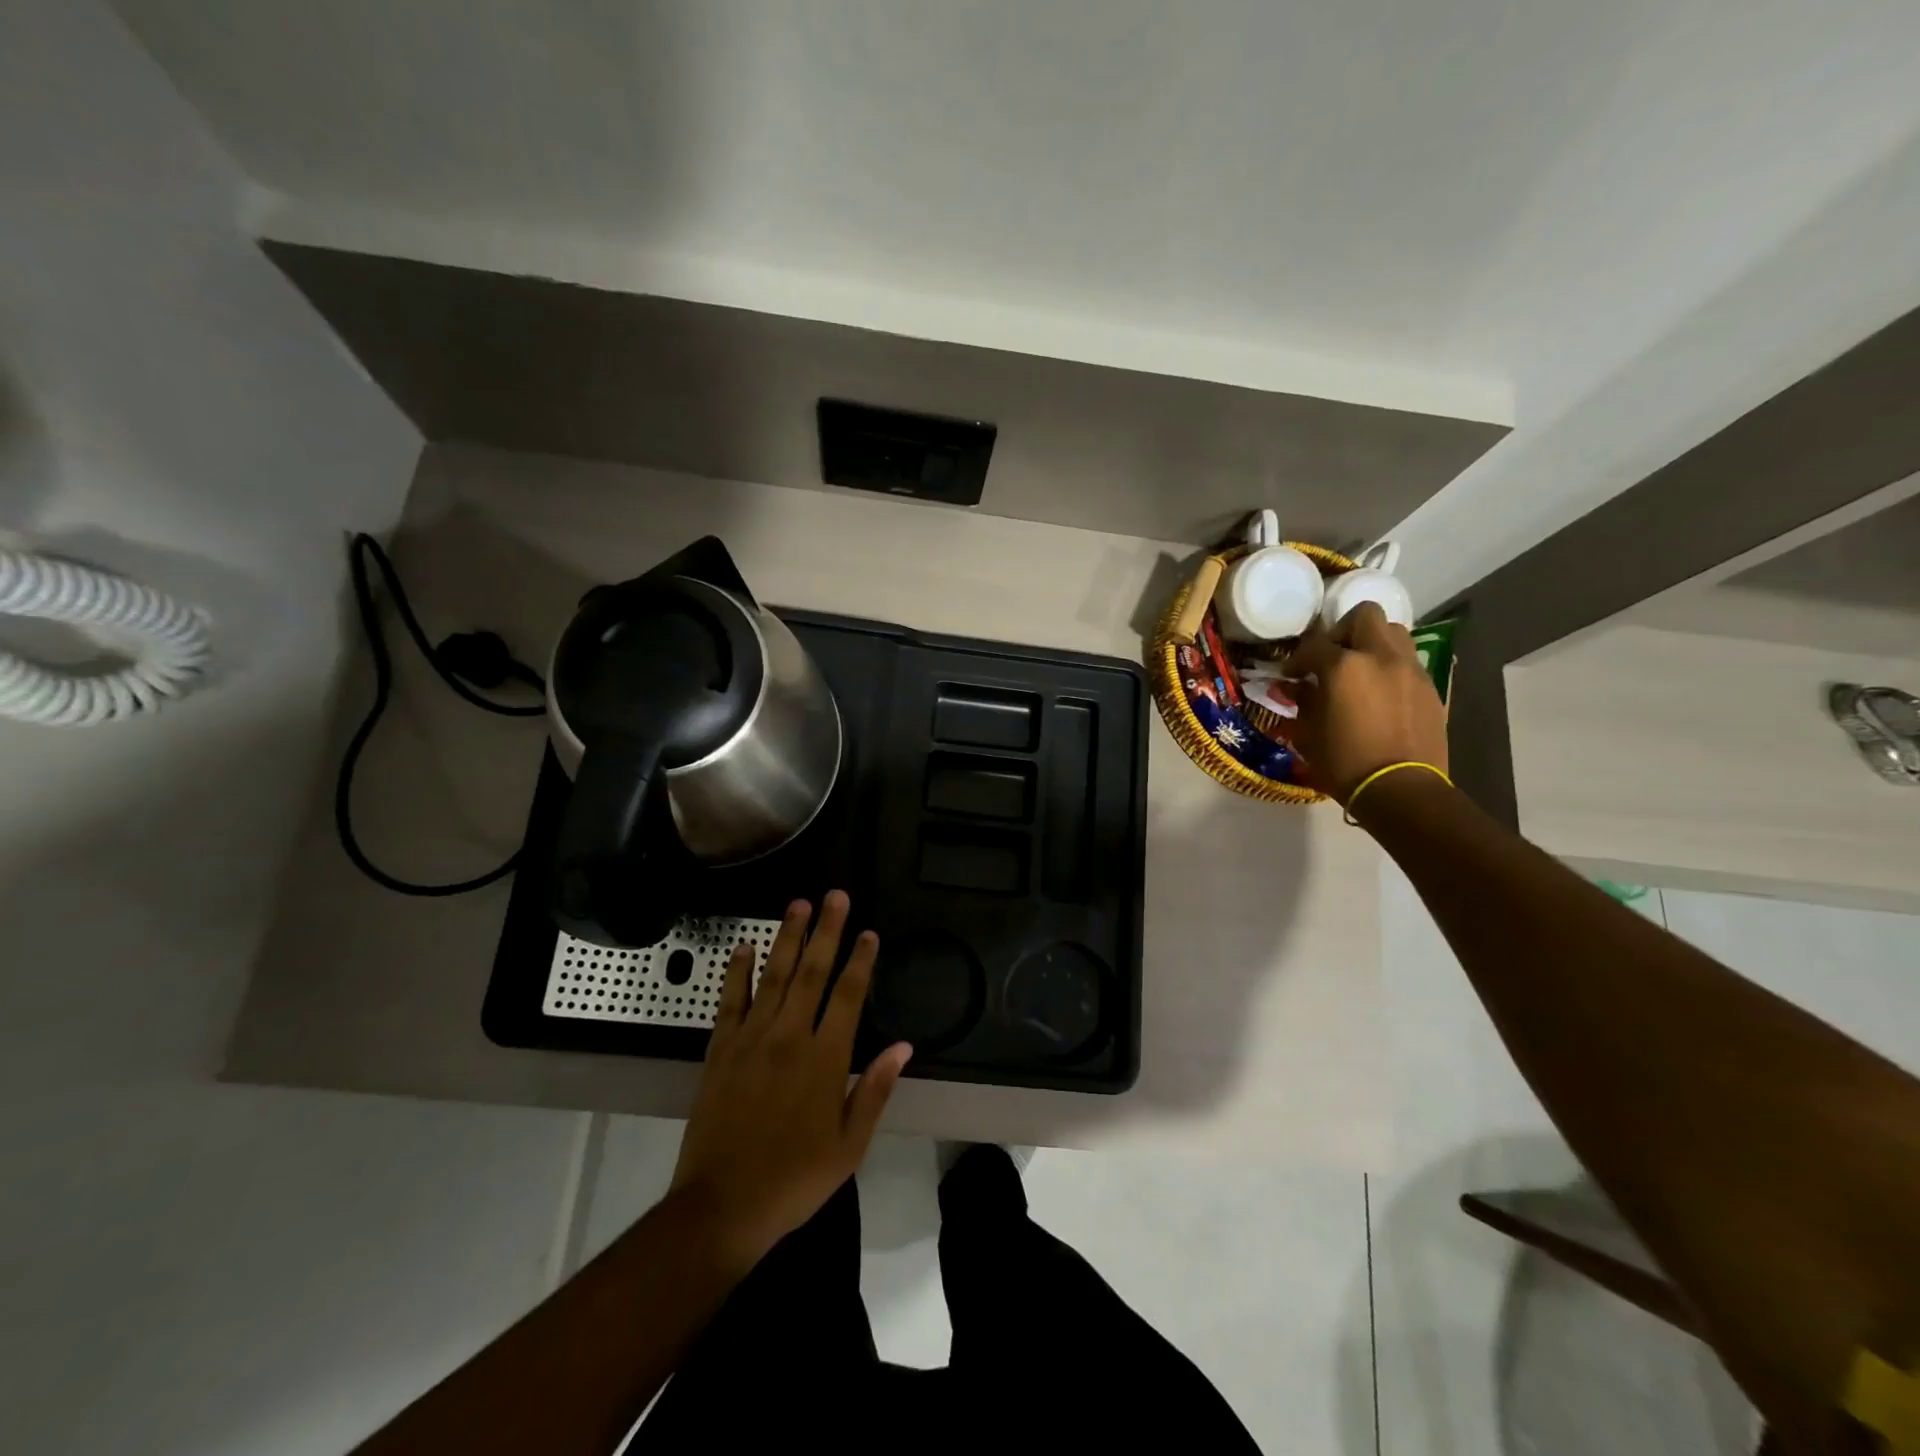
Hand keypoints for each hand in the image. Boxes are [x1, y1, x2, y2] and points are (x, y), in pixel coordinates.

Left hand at [667, 890, 910, 1268]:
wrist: (722, 1206)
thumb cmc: (795, 1179)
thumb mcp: (849, 1145)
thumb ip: (874, 1090)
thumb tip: (903, 1046)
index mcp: (825, 1059)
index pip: (848, 995)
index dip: (860, 960)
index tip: (868, 932)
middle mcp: (790, 1037)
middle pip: (812, 972)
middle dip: (827, 931)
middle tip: (835, 895)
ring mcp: (752, 1040)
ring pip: (774, 976)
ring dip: (788, 938)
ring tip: (798, 905)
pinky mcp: (720, 1051)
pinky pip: (730, 1002)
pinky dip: (737, 972)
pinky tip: (744, 947)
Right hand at [1284, 602, 1447, 801]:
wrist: (1401, 789)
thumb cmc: (1344, 763)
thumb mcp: (1309, 733)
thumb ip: (1303, 702)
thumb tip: (1297, 688)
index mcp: (1344, 666)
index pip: (1314, 645)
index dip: (1297, 659)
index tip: (1291, 675)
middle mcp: (1380, 657)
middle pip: (1364, 616)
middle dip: (1343, 631)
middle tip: (1332, 657)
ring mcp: (1410, 670)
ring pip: (1393, 633)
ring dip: (1372, 643)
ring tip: (1359, 670)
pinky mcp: (1429, 688)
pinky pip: (1407, 662)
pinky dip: (1390, 667)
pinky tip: (1379, 694)